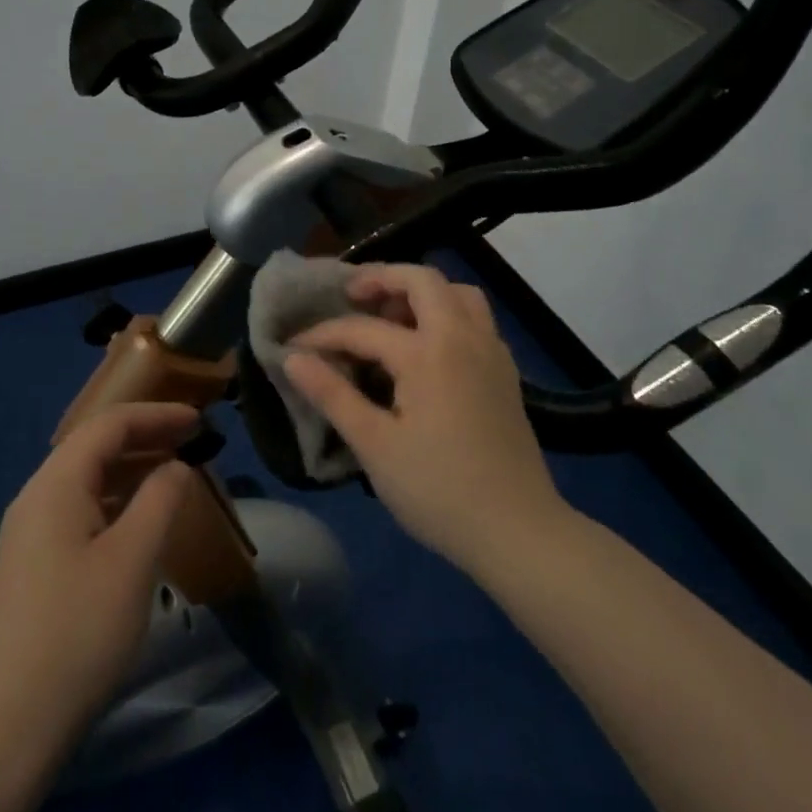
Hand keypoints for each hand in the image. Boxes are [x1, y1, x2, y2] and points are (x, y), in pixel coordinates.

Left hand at [0, 403, 196, 747]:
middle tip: (192, 442)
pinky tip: (140, 521)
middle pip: (93, 448)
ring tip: (174, 474)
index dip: (156, 415)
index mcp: (55, 486)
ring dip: (131, 470)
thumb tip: (176, 467)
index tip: (199, 420)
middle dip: (144, 437)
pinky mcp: (33, 566)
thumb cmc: (78, 633)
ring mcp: (30, 535)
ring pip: (87, 481)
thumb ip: (160, 500)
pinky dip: (116, 502)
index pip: (108, 426)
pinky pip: (80, 512)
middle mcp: (36, 499)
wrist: (8, 726)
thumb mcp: (132, 560)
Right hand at [284, 263, 564, 577]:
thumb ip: (332, 395)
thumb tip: (292, 358)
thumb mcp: (374, 446)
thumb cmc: (438, 490)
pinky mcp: (505, 372)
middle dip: (382, 279)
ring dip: (421, 293)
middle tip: (350, 297)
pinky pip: (475, 319)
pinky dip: (446, 313)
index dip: (323, 335)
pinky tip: (427, 349)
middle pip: (423, 280)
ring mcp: (491, 352)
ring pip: (458, 294)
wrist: (518, 531)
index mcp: (428, 353)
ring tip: (390, 318)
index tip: (293, 347)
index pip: (363, 328)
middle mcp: (464, 337)